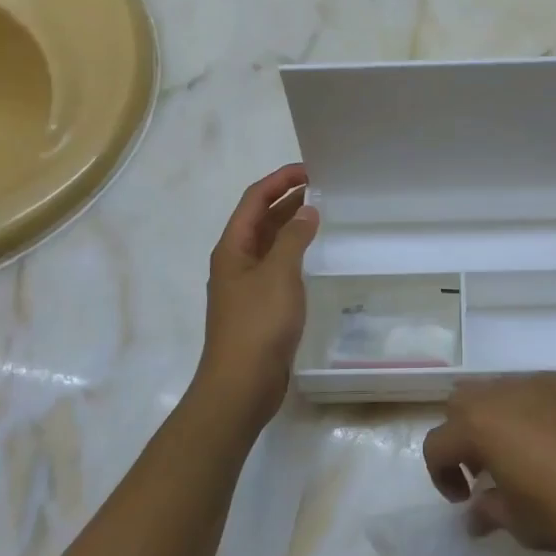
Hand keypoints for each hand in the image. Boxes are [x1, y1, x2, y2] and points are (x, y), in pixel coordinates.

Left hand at [191, 164, 318, 431]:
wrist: (241, 385)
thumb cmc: (258, 324)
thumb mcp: (279, 274)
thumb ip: (293, 238)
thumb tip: (307, 210)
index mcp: (232, 247)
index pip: (254, 200)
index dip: (279, 180)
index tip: (310, 170)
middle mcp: (235, 261)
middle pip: (259, 218)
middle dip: (287, 199)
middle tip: (322, 188)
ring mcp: (246, 285)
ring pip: (269, 243)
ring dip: (291, 225)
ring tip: (322, 213)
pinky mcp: (259, 306)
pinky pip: (276, 266)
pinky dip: (293, 252)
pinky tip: (313, 255)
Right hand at [421, 374, 555, 555]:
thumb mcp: (525, 524)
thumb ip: (490, 512)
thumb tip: (475, 513)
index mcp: (482, 424)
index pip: (437, 443)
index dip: (441, 475)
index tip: (464, 500)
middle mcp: (506, 392)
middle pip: (463, 404)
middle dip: (464, 436)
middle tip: (487, 473)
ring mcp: (544, 382)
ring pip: (500, 392)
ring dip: (497, 421)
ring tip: (524, 459)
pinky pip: (537, 392)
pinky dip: (531, 413)